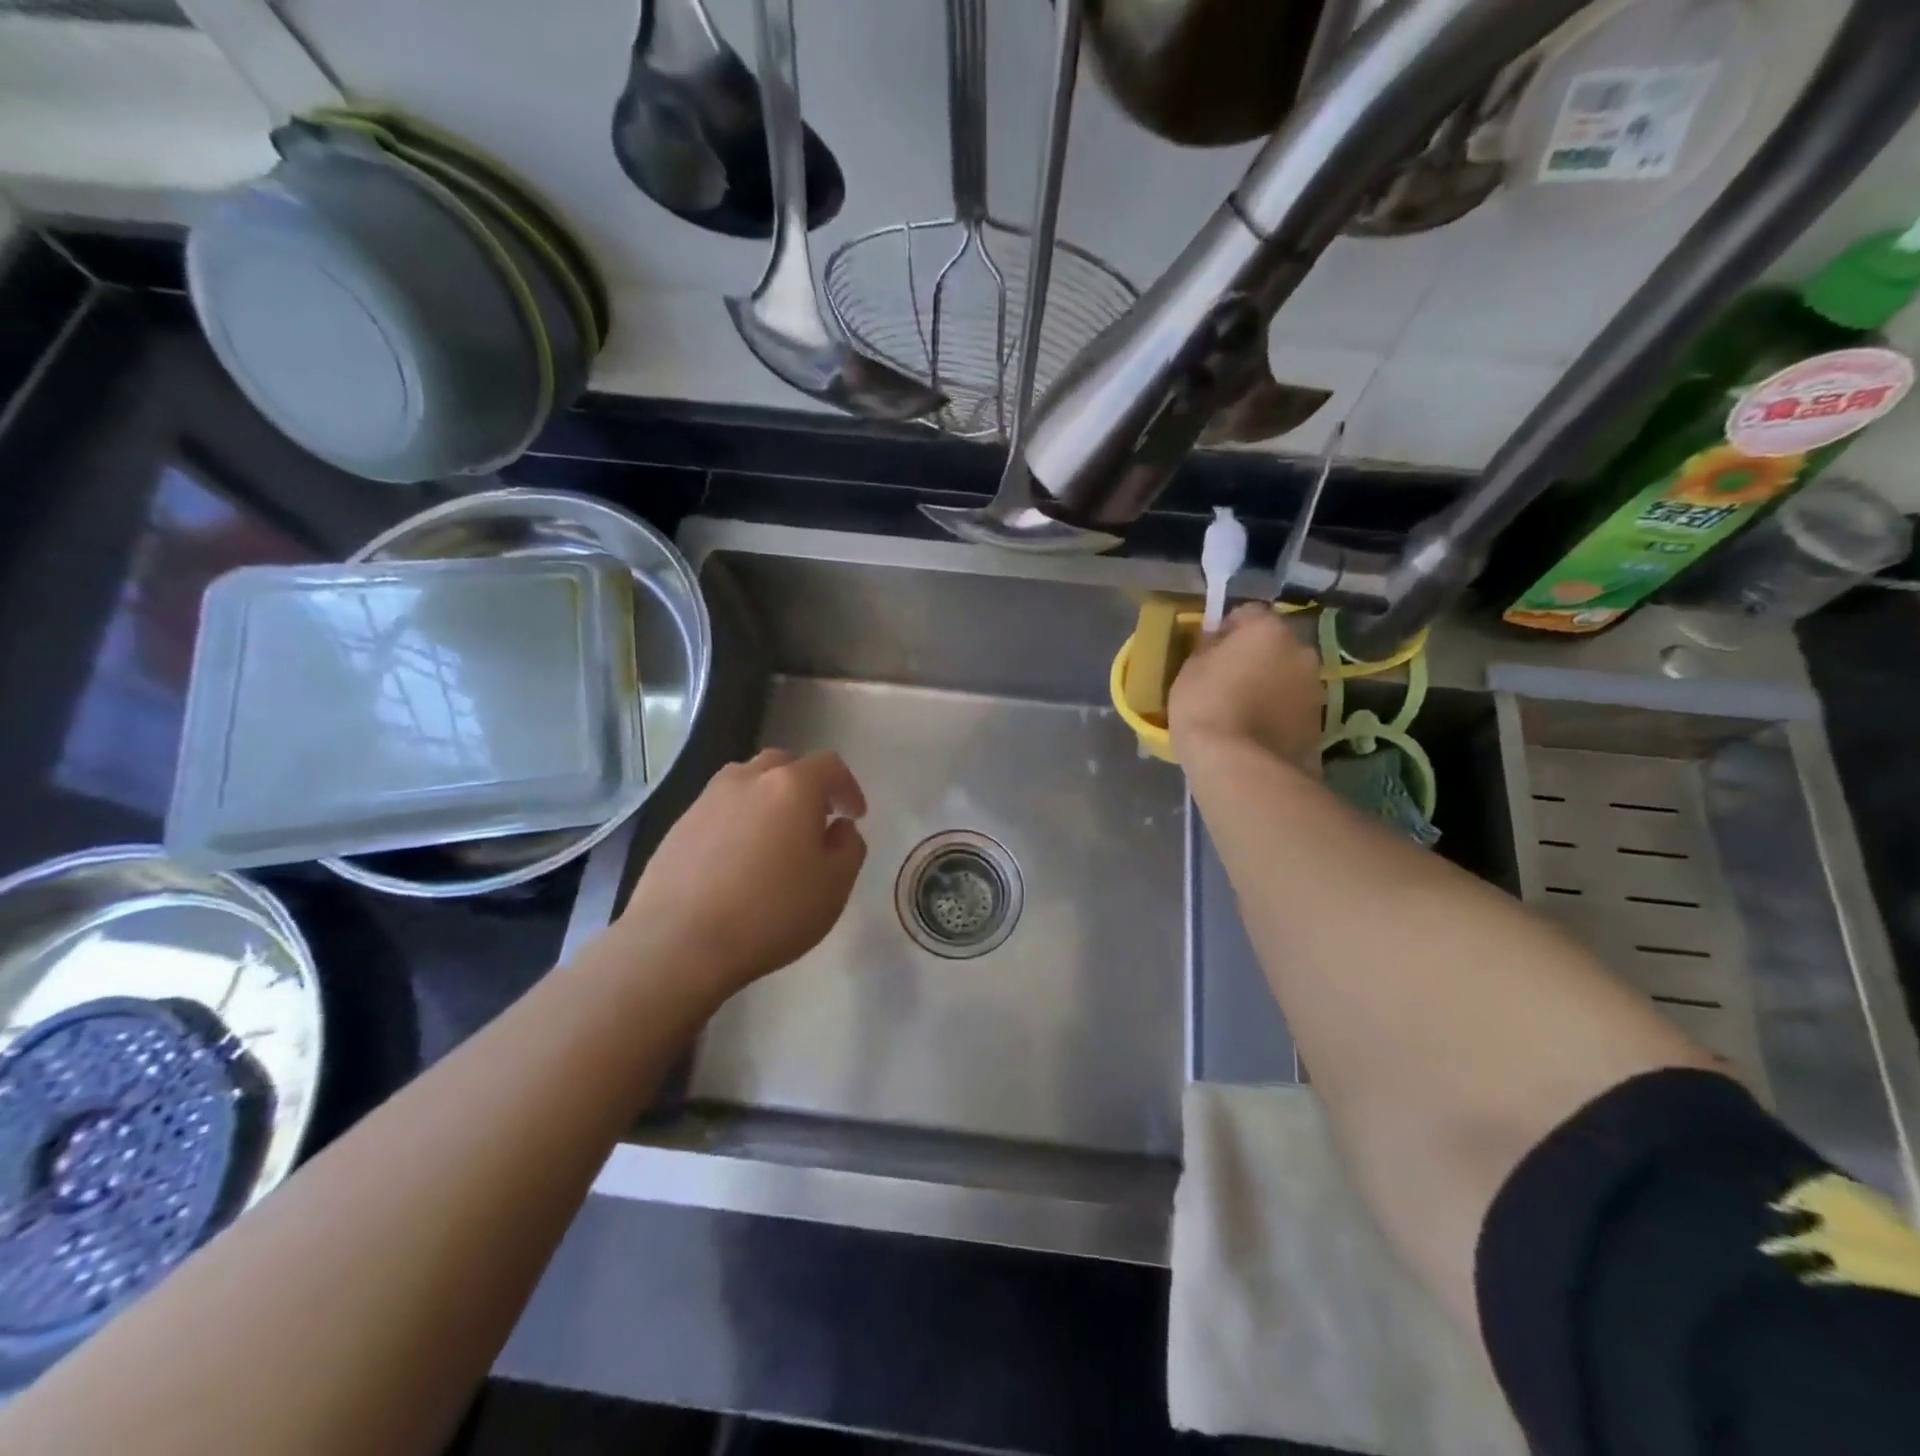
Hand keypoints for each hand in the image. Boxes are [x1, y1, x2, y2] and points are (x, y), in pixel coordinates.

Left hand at [617, 749, 867, 996]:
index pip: (830, 765)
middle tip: (816, 820)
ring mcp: (707, 800)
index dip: (848, 788)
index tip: (854, 817)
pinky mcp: (678, 826)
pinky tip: (738, 860)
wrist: (679, 943)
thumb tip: (840, 828)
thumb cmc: (771, 913)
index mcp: (792, 786)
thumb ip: (849, 847)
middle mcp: (748, 779)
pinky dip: (738, 821)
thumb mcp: (835, 886)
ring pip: (747, 782)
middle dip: (806, 785)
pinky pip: (720, 809)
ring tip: (775, 837)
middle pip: (784, 764)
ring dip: (768, 799)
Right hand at [1169, 604, 1322, 772]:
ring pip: (1285, 676)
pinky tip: (1254, 732)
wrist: (1241, 768)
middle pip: (1273, 645)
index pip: (1248, 613)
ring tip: (1240, 712)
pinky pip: (1291, 707)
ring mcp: (1315, 688)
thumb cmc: (1206, 708)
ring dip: (1268, 685)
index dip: (1227, 630)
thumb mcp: (1190, 670)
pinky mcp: (1319, 722)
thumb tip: (1219, 644)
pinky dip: (1277, 713)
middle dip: (1254, 657)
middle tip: (1226, 681)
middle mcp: (1301, 651)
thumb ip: (1209, 649)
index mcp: (1268, 630)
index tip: (1209, 651)